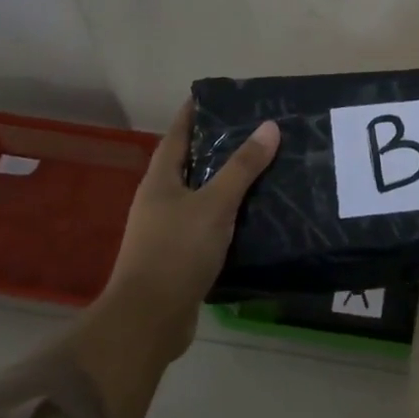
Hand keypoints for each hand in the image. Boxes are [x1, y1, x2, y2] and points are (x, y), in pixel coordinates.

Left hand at [95, 97, 279, 362]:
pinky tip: (253, 214)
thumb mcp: (214, 204)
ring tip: (262, 168)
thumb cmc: (176, 252)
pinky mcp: (180, 256)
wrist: (149, 321)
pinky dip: (228, 214)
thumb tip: (270, 126)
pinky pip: (208, 224)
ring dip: (226, 182)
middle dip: (217, 146)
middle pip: (190, 163)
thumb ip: (242, 167)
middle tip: (255, 130)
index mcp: (160, 180)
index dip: (194, 113)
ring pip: (201, 195)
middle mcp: (159, 200)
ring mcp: (167, 230)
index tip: (219, 97)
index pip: (177, 134)